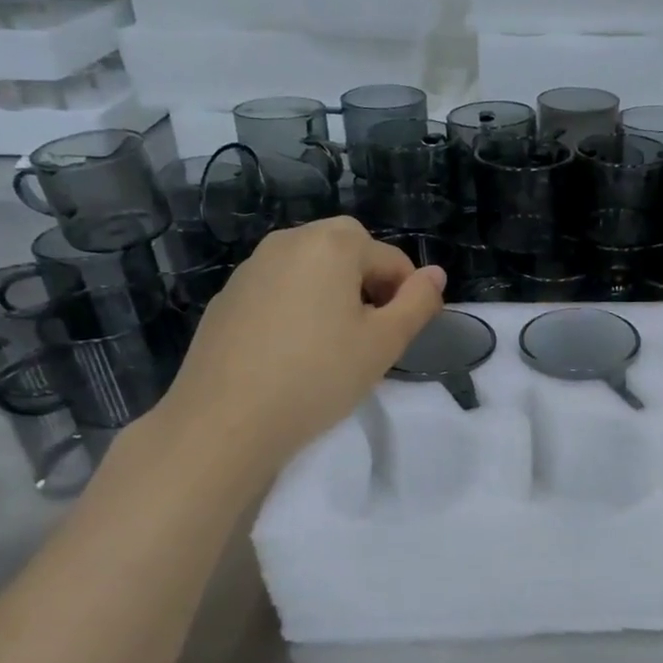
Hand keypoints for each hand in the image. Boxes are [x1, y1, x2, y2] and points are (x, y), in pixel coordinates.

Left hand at [157, 217, 444, 480]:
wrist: (226, 421)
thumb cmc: (318, 376)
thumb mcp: (385, 343)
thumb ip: (418, 302)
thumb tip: (436, 274)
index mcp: (332, 244)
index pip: (392, 261)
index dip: (407, 297)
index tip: (399, 338)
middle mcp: (289, 241)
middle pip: (349, 253)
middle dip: (369, 288)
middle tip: (369, 339)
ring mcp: (252, 267)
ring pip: (312, 270)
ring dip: (333, 296)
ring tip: (331, 347)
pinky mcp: (228, 296)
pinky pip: (280, 289)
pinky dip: (297, 308)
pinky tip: (292, 353)